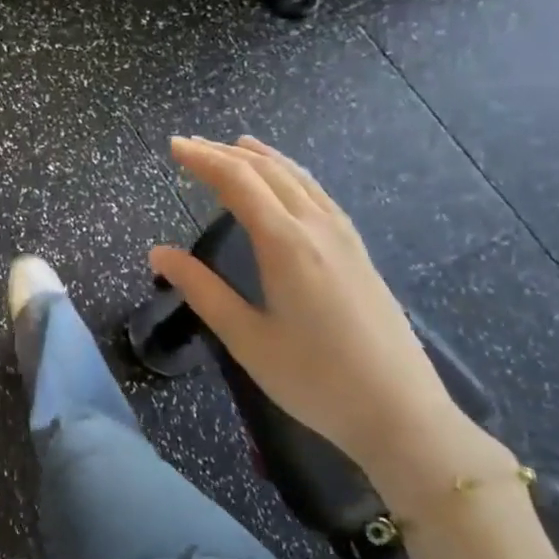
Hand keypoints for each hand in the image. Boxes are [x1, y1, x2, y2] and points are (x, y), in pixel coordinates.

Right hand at [150, 137, 511, 508]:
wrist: (400, 414)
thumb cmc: (314, 379)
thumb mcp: (246, 338)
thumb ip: (200, 289)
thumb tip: (158, 252)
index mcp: (286, 244)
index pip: (238, 182)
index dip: (203, 160)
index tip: (173, 146)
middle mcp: (318, 228)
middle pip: (268, 172)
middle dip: (226, 153)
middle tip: (190, 144)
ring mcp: (345, 238)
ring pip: (299, 178)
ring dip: (262, 158)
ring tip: (235, 145)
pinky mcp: (359, 253)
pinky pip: (319, 195)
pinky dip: (292, 175)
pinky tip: (287, 183)